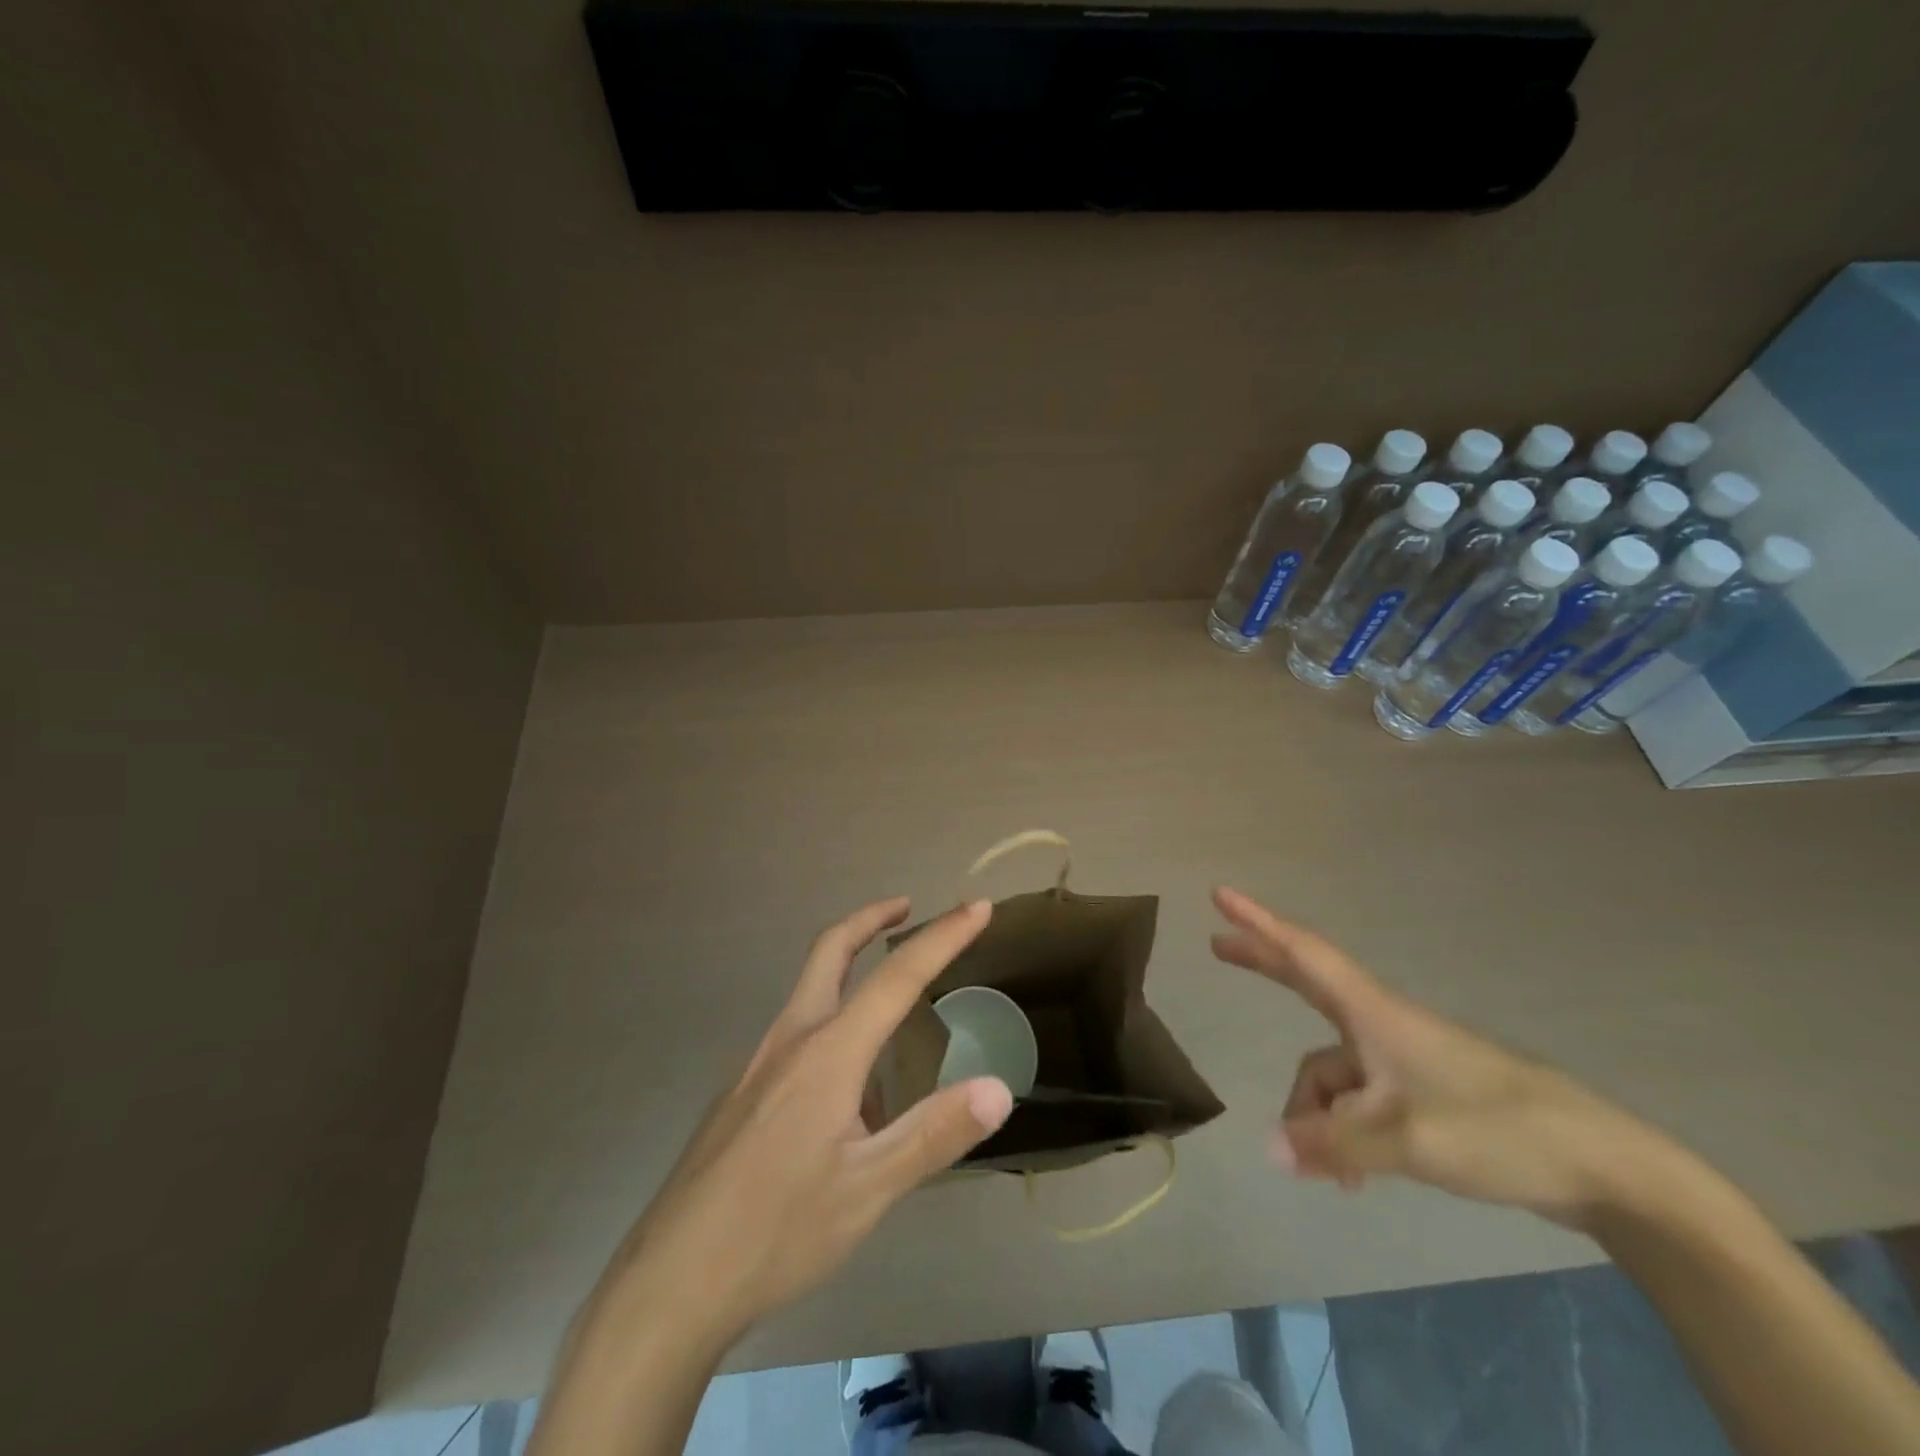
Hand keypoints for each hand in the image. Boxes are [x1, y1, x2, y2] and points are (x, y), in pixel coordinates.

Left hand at [602, 897, 1013, 1343]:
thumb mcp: (868, 1191)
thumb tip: (998, 1088)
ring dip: (848, 967)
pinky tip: (845, 1083)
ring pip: (808, 990)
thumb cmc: (777, 1232)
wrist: (669, 1283)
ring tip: (889, 999)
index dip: (943, 937)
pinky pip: (794, 1034)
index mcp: (828, 1053)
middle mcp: (791, 1040)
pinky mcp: (741, 1093)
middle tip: (906, 907)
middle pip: (830, 951)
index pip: (897, 976)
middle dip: (871, 919)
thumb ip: (934, 1135)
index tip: (978, 907)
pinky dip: (830, 1019)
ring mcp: (758, 1064)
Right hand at [1211, 886, 1653, 1227]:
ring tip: (1321, 1169)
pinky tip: (1351, 1177)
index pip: (1303, 954)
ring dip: (1315, 1113)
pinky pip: (1358, 1102)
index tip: (1221, 895)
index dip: (1258, 923)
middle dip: (1263, 965)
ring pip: (1332, 1074)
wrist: (1599, 1165)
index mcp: (1373, 1014)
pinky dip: (1343, 1131)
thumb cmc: (1495, 1129)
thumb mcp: (1405, 1140)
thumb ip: (1333, 1144)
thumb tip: (1270, 1148)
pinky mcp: (1422, 1094)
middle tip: (1218, 947)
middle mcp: (1381, 1026)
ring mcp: (1402, 1059)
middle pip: (1308, 983)